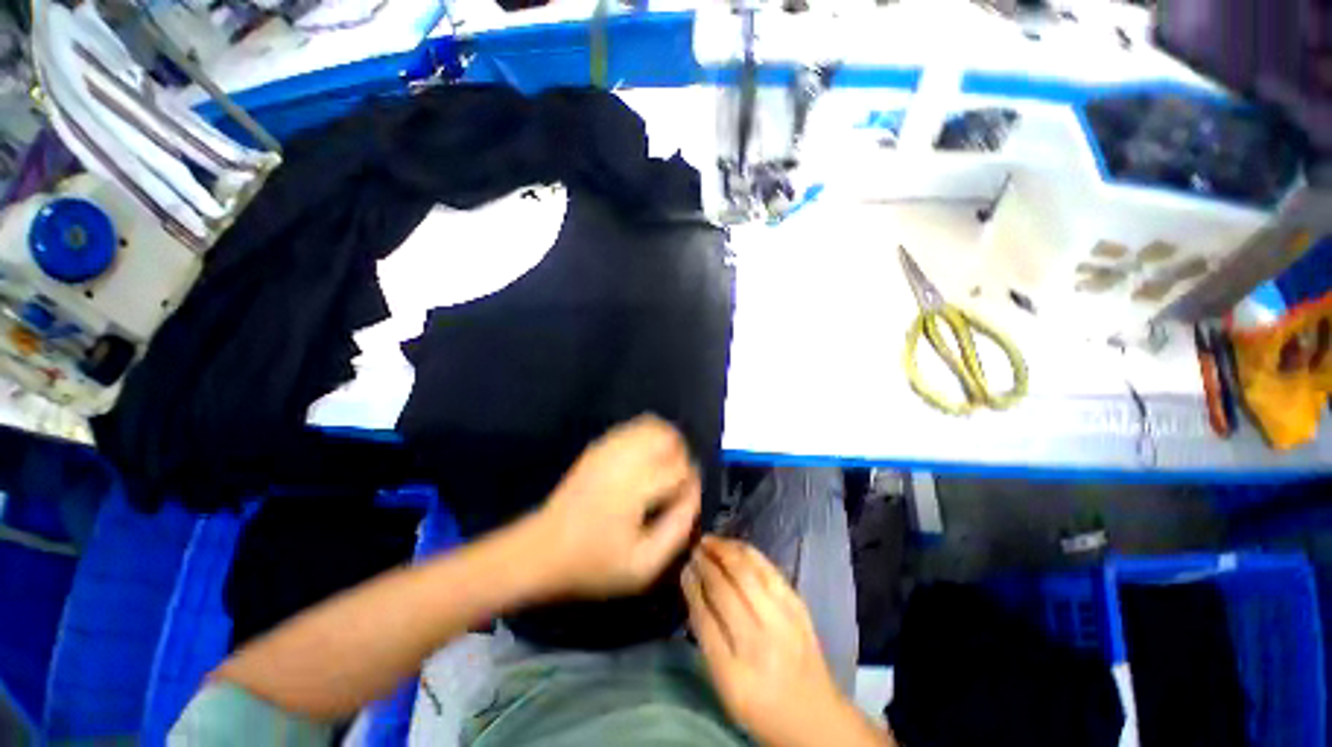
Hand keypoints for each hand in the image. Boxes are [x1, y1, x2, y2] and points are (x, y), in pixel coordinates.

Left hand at [533, 414, 700, 598]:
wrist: (541, 550)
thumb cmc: (594, 563)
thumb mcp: (644, 564)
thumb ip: (678, 528)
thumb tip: (694, 493)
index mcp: (635, 487)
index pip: (679, 467)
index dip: (689, 482)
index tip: (683, 500)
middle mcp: (623, 459)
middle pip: (667, 436)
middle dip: (681, 455)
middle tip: (676, 481)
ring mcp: (607, 448)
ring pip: (651, 425)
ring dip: (666, 442)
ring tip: (664, 467)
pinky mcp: (598, 446)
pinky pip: (633, 427)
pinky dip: (648, 436)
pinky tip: (645, 459)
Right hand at [683, 536, 877, 746]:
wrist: (814, 713)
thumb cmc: (760, 702)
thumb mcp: (723, 682)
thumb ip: (705, 634)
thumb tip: (692, 584)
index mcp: (735, 672)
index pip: (705, 618)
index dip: (692, 587)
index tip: (684, 568)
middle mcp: (760, 642)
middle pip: (726, 590)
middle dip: (706, 563)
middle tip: (694, 548)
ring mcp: (783, 620)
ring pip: (748, 572)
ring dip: (725, 551)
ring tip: (709, 541)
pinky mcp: (798, 605)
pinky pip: (768, 569)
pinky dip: (748, 552)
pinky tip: (734, 546)